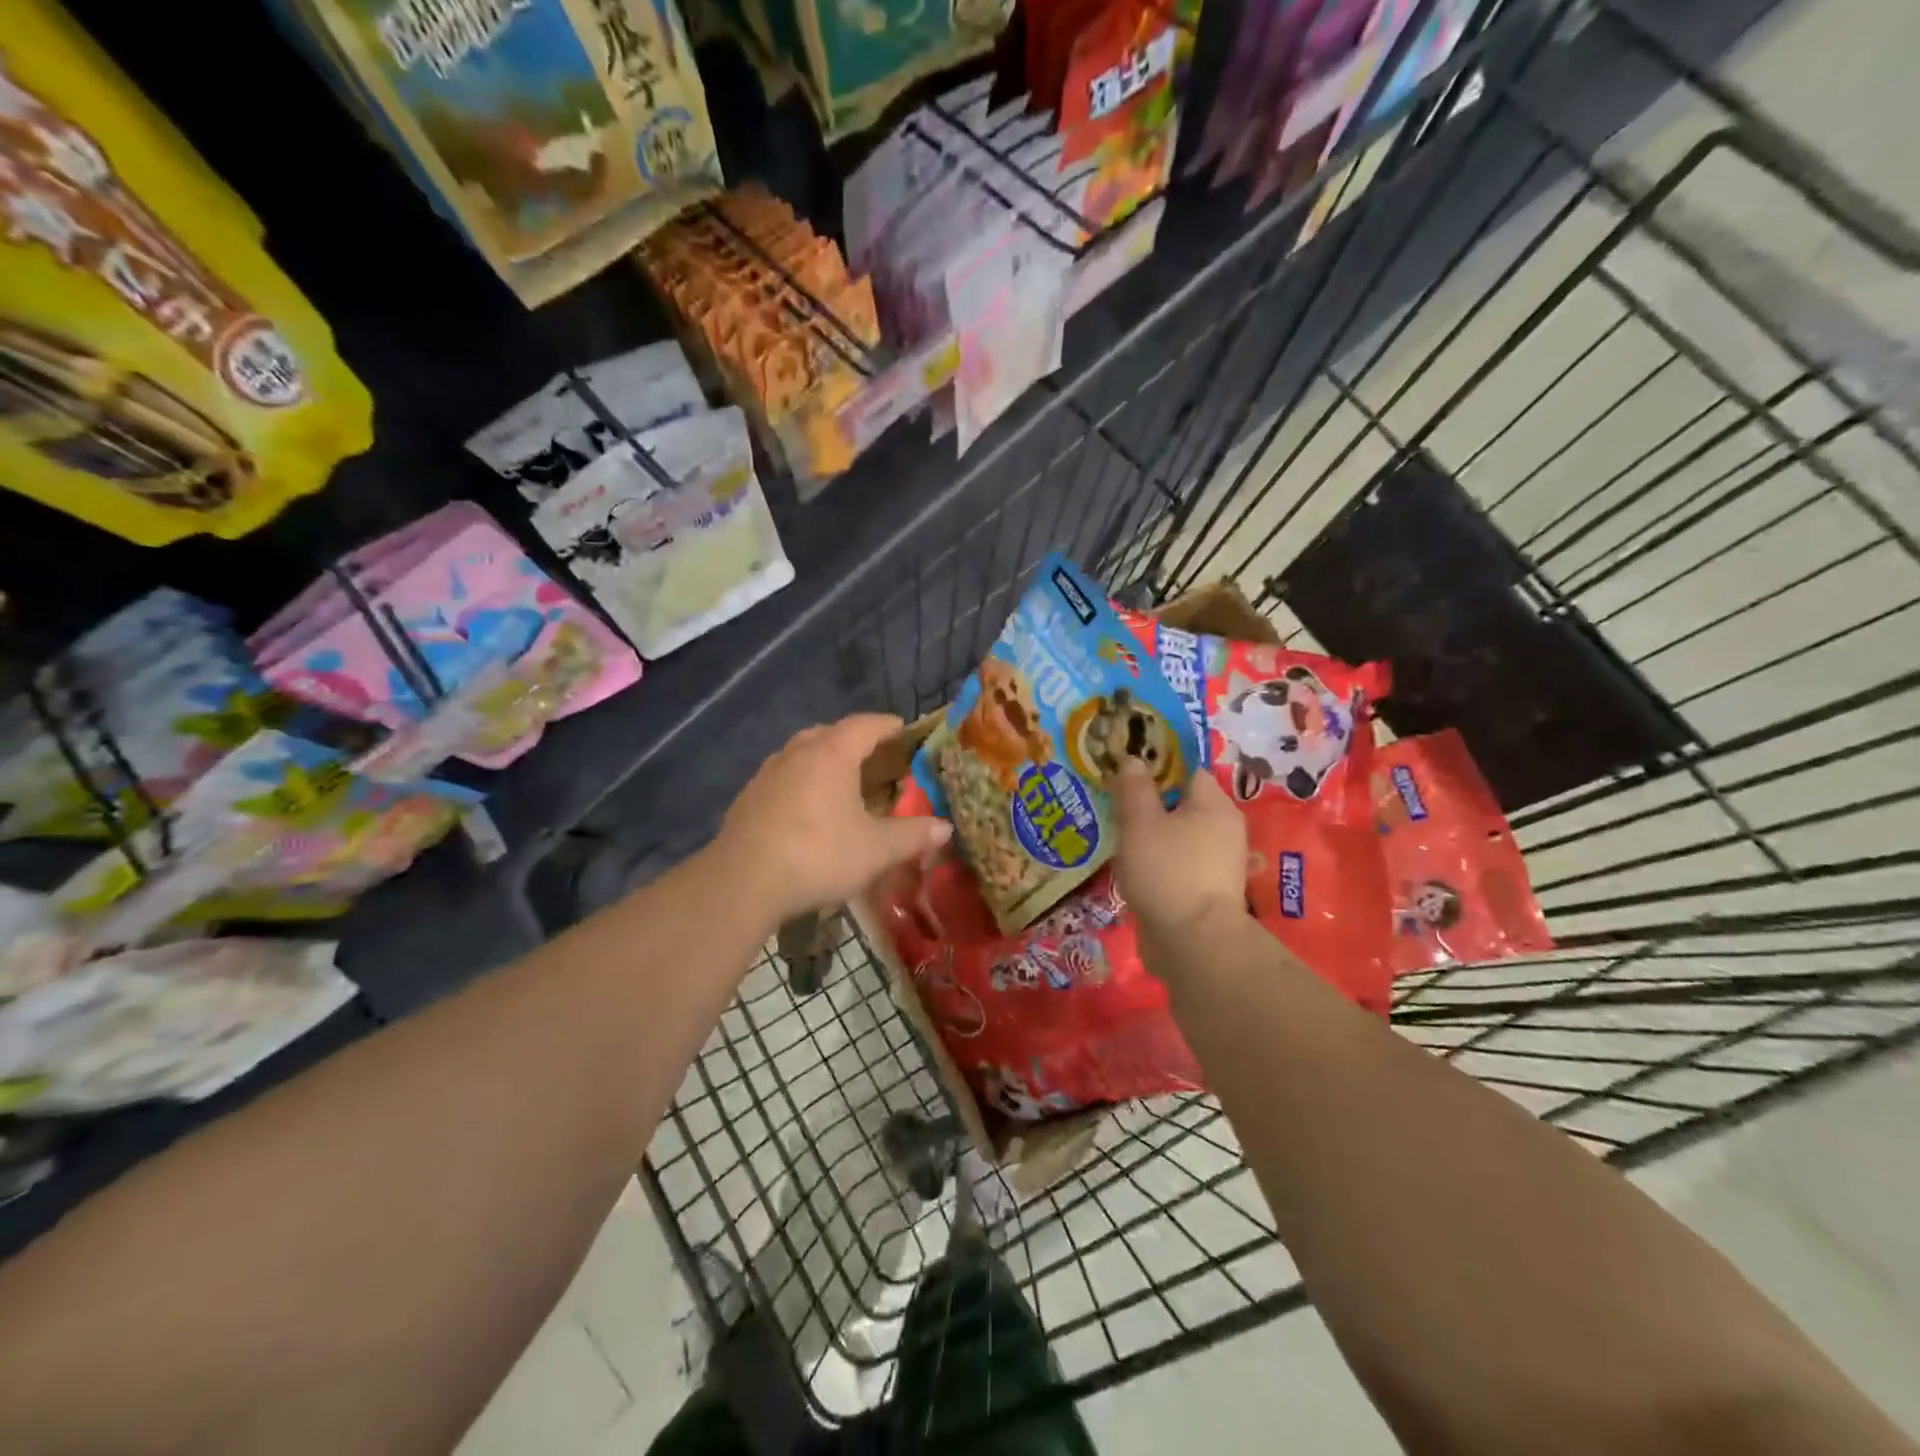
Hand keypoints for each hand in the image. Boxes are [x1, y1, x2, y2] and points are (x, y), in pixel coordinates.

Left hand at [715, 714, 951, 923]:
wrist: (743, 881)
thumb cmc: (818, 855)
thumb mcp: (875, 849)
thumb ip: (912, 835)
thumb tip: (946, 827)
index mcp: (832, 754)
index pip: (864, 725)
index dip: (886, 725)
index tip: (902, 728)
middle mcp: (797, 754)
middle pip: (828, 733)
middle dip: (852, 740)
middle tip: (873, 755)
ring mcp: (767, 774)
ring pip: (800, 753)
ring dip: (822, 759)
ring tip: (840, 779)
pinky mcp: (748, 798)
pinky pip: (782, 777)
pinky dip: (800, 782)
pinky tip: (806, 808)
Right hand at [1113, 760, 1251, 962]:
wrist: (1194, 944)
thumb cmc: (1168, 871)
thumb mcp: (1140, 823)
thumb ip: (1134, 789)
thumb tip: (1133, 760)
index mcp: (1215, 805)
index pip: (1186, 770)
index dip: (1155, 765)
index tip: (1124, 770)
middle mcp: (1224, 830)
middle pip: (1181, 803)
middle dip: (1149, 802)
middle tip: (1113, 802)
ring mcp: (1217, 863)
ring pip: (1177, 835)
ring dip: (1150, 834)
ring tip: (1116, 834)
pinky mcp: (1205, 891)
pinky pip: (1177, 862)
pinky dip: (1156, 860)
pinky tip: (1131, 866)